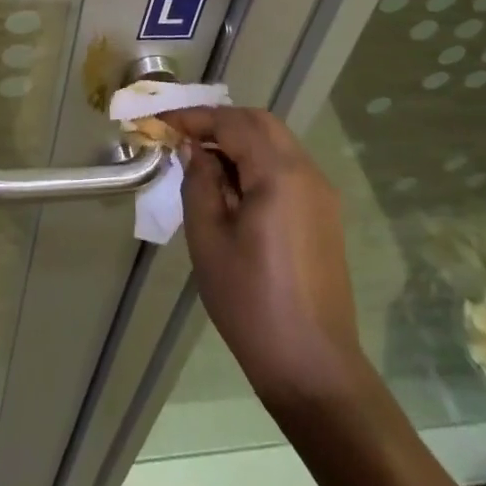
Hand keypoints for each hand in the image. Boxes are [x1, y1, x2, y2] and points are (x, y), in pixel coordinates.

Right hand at [164, 106, 369, 409]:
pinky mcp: (323, 214)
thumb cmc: (251, 303)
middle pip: (260, 123)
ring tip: (201, 159)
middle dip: (219, 122)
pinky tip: (231, 186)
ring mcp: (320, 192)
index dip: (194, 117)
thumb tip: (194, 150)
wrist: (313, 368)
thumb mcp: (208, 239)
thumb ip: (199, 183)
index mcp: (279, 174)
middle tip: (182, 135)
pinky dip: (256, 160)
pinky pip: (286, 166)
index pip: (232, 123)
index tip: (161, 121)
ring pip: (275, 142)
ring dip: (238, 139)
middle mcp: (306, 172)